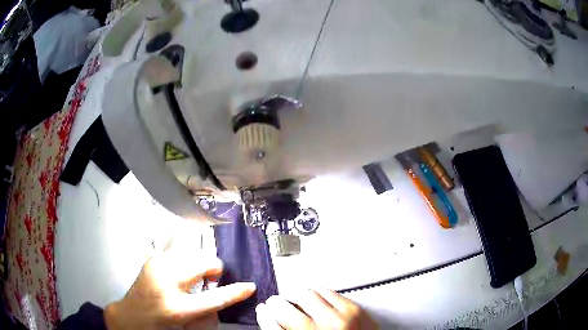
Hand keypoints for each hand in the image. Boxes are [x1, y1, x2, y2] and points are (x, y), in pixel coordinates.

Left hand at [104, 248, 255, 329]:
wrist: (130, 316)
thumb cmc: (159, 325)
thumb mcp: (185, 324)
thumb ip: (207, 312)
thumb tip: (224, 295)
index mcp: (177, 308)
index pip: (215, 298)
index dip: (235, 291)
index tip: (250, 286)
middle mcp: (166, 282)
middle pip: (204, 263)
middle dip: (213, 270)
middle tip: (209, 282)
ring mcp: (157, 266)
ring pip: (192, 253)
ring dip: (199, 264)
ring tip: (192, 278)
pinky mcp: (152, 259)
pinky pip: (179, 252)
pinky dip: (186, 260)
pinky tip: (180, 273)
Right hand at [256, 289, 377, 329]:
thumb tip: (271, 319)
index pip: (273, 326)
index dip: (264, 316)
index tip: (263, 311)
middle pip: (286, 306)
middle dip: (277, 303)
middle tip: (276, 303)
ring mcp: (340, 319)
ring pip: (307, 294)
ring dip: (296, 295)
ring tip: (294, 298)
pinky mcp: (355, 309)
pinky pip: (328, 292)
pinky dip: (317, 293)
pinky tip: (314, 298)